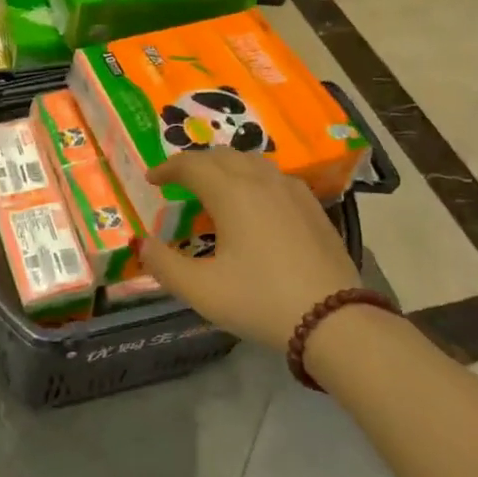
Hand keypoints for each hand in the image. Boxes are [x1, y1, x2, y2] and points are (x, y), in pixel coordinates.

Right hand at [137, 150, 360, 351]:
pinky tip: (255, 203)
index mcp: (230, 193)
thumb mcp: (201, 290)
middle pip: (221, 155)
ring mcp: (292, 191)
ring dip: (225, 167)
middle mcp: (261, 181)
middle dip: (195, 164)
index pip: (191, 165)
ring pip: (251, 161)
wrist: (335, 321)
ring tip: (214, 187)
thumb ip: (164, 265)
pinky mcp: (313, 207)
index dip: (167, 169)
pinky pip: (274, 177)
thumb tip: (142, 245)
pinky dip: (252, 178)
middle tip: (178, 182)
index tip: (151, 180)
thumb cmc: (260, 300)